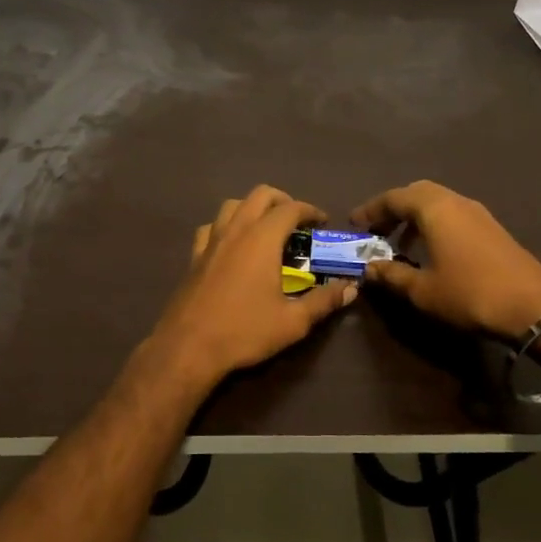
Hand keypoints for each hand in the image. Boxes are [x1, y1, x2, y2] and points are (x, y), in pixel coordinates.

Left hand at [141, 185, 355, 391]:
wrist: (188, 347)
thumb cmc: (244, 331)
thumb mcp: (293, 322)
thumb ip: (324, 301)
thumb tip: (351, 288)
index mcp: (262, 238)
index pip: (291, 208)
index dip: (311, 210)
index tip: (323, 221)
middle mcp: (236, 230)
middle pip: (261, 195)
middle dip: (283, 201)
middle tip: (298, 222)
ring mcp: (211, 240)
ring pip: (233, 204)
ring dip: (253, 207)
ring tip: (267, 228)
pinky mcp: (194, 256)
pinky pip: (212, 226)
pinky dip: (227, 225)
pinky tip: (233, 244)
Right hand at [351, 180, 540, 339]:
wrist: (534, 306)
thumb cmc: (470, 293)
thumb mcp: (423, 290)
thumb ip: (392, 275)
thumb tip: (369, 268)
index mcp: (434, 208)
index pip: (393, 198)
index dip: (370, 210)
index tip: (354, 225)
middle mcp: (455, 201)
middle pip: (416, 193)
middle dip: (393, 209)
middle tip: (376, 231)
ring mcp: (478, 213)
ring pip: (437, 203)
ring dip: (415, 218)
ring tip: (399, 244)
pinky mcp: (492, 228)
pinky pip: (453, 214)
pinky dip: (434, 225)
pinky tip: (431, 252)